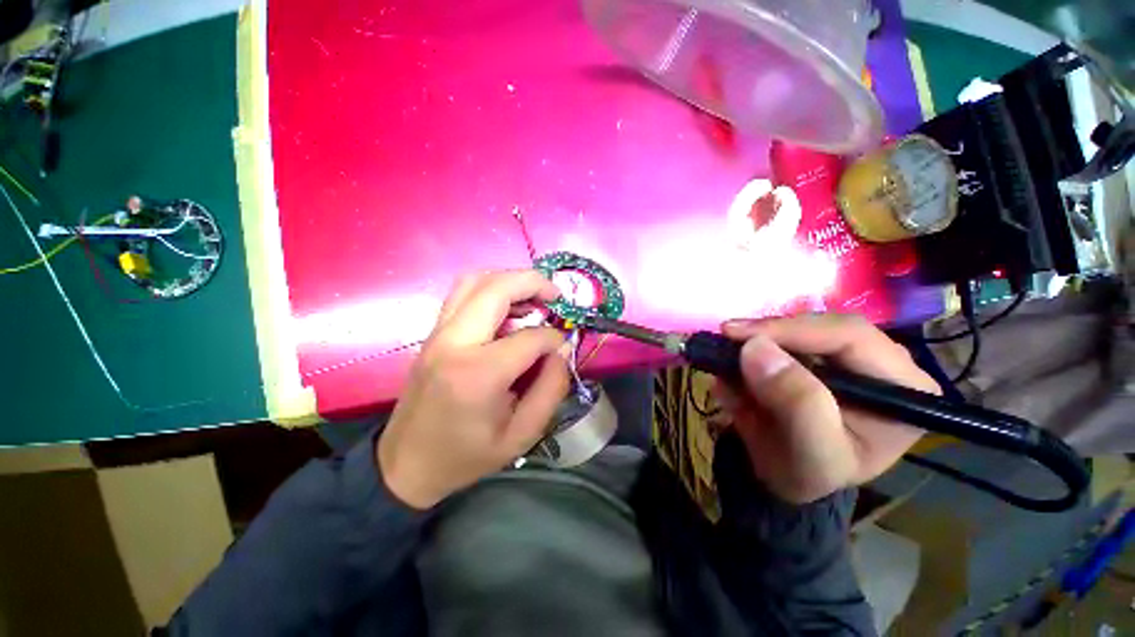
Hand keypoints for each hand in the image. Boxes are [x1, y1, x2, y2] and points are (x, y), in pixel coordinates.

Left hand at [377, 270, 569, 508]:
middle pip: (497, 288)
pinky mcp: (433, 333)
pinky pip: (463, 293)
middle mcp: (454, 342)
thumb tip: (562, 350)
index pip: (530, 337)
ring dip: (510, 280)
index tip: (563, 348)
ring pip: (475, 280)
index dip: (555, 339)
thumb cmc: (466, 455)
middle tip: (557, 296)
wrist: (405, 465)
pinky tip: (508, 308)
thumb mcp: (521, 434)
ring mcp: (438, 333)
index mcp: (479, 373)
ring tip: (534, 297)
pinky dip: (491, 289)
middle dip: (534, 283)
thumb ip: (551, 389)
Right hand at [720, 315, 940, 503]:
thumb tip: (756, 347)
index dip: (790, 329)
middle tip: (725, 339)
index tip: (736, 333)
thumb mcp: (811, 454)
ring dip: (754, 344)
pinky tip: (733, 373)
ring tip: (724, 363)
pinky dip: (749, 352)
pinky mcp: (814, 355)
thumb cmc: (809, 475)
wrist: (785, 478)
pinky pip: (777, 340)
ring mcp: (845, 355)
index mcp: (902, 388)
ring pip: (795, 328)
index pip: (850, 336)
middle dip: (769, 334)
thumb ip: (796, 403)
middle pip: (821, 326)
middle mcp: (880, 362)